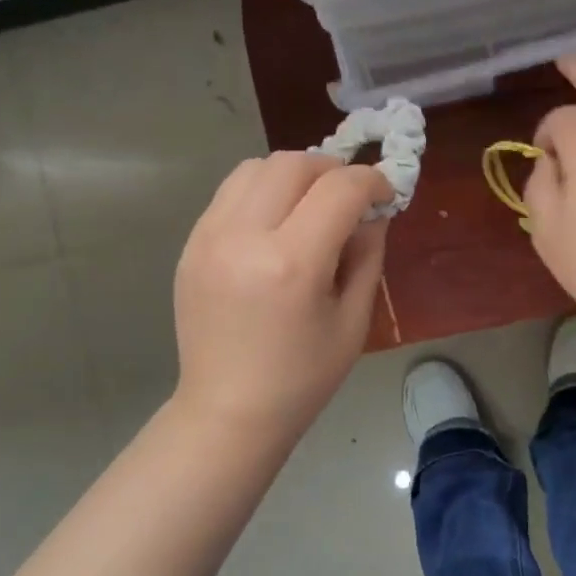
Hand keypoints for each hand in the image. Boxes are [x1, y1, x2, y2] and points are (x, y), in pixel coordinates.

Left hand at [172, 152, 391, 444]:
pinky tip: (275, 224)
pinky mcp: (191, 244)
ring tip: (309, 205)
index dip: (372, 181)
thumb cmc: (302, 378)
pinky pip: (230, 193)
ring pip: (256, 167)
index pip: (340, 189)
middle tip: (349, 198)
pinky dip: (261, 192)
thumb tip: (373, 211)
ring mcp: (209, 237)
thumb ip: (367, 254)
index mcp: (292, 264)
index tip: (385, 194)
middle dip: (332, 170)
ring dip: (293, 175)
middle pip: (293, 163)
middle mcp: (244, 237)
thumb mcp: (353, 320)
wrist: (228, 412)